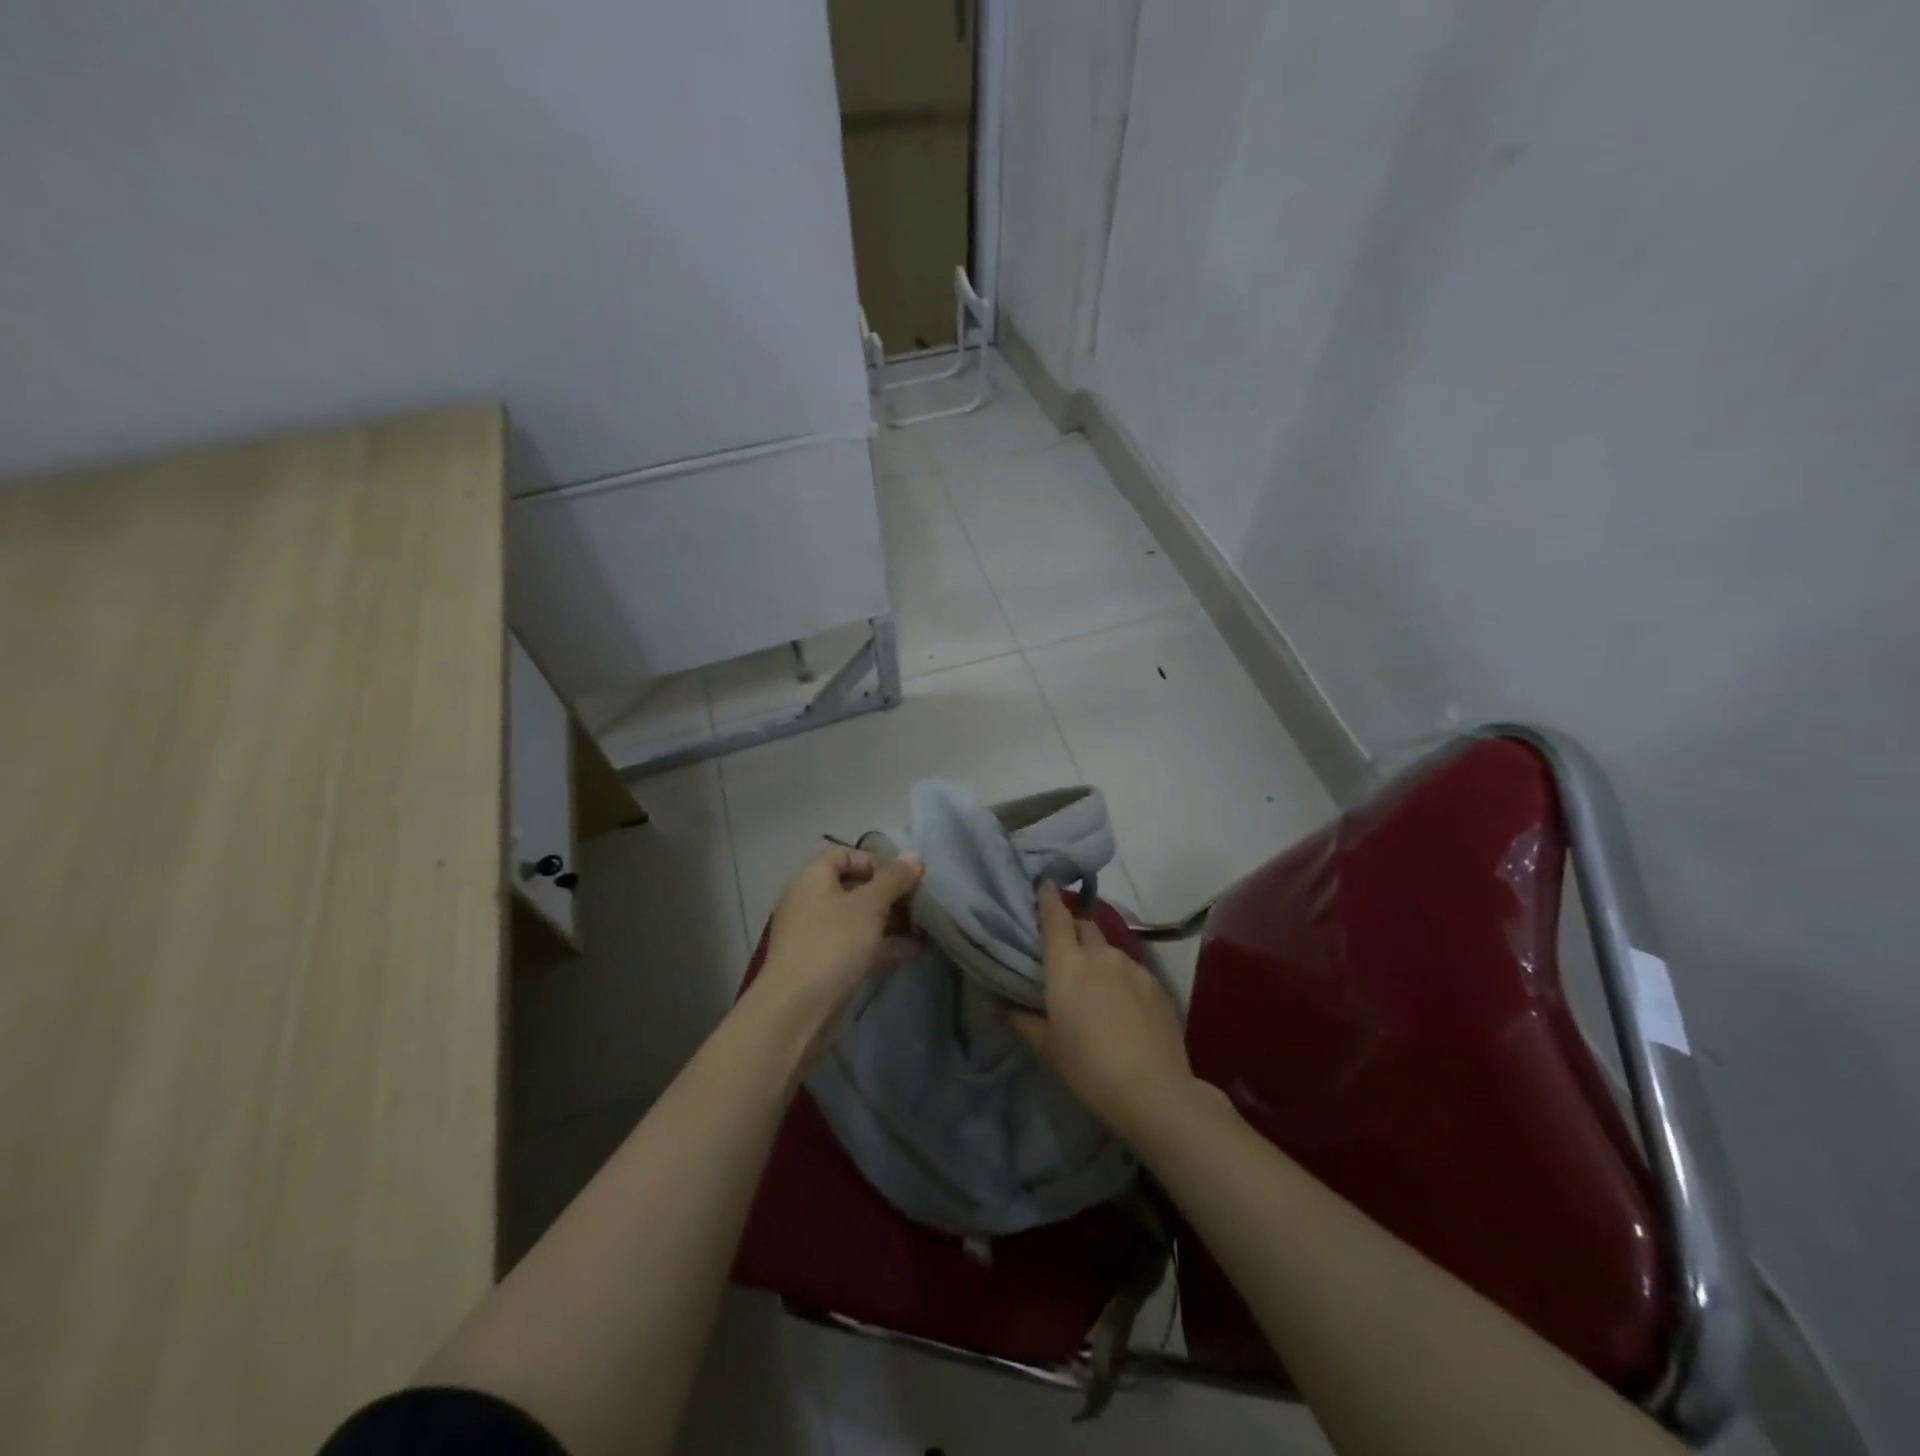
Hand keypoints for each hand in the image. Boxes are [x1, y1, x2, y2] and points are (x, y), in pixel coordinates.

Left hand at [750, 844, 922, 1048]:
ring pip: (859, 919)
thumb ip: (894, 879)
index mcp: (812, 879)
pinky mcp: (826, 965)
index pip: (842, 855)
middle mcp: (811, 903)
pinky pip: (859, 945)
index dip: (873, 861)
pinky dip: (884, 945)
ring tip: (924, 927)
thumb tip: (914, 856)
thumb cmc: (832, 943)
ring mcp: (818, 936)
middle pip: (854, 888)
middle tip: (918, 903)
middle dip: (888, 894)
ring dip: (891, 921)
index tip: (900, 878)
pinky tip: (914, 951)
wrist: (798, 1010)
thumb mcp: (869, 905)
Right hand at [1010, 883, 1197, 1138]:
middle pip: (1083, 925)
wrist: (1154, 1090)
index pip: (1054, 916)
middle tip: (1064, 952)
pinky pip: (1131, 969)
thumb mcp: (1047, 1046)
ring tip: (1096, 986)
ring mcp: (1132, 966)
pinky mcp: (1156, 983)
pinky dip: (1120, 978)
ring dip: (1098, 957)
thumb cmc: (1088, 1067)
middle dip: (1072, 930)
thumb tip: (999, 1003)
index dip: (1048, 898)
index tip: (1044, 885)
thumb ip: (1022, 1018)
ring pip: (1108, 948)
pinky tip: (1123, 1006)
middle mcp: (1100, 954)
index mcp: (1067, 964)